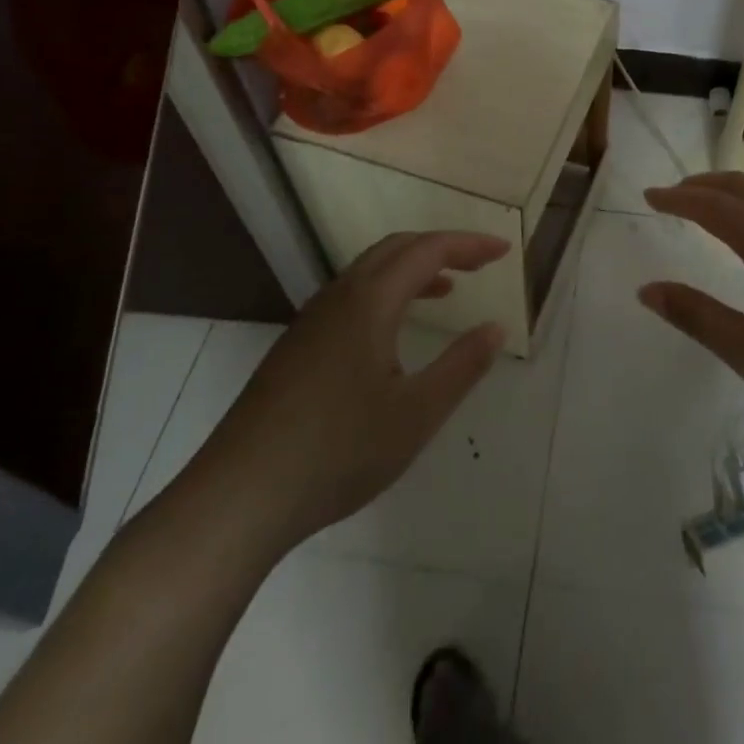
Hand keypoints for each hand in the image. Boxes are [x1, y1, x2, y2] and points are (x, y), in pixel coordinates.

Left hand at [175, 231, 507, 563]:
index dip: (469, 245)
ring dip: (412, 268)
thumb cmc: (337, 452)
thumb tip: (496, 327)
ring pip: (370, 270)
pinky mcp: (295, 348)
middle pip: (396, 247)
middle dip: (442, 247)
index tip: (505, 251)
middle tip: (480, 263)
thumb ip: (462, 366)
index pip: (428, 250)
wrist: (238, 498)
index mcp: (370, 301)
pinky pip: (351, 295)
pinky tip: (392, 332)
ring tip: (446, 290)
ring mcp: (311, 321)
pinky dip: (386, 292)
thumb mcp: (416, 414)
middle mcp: (338, 297)